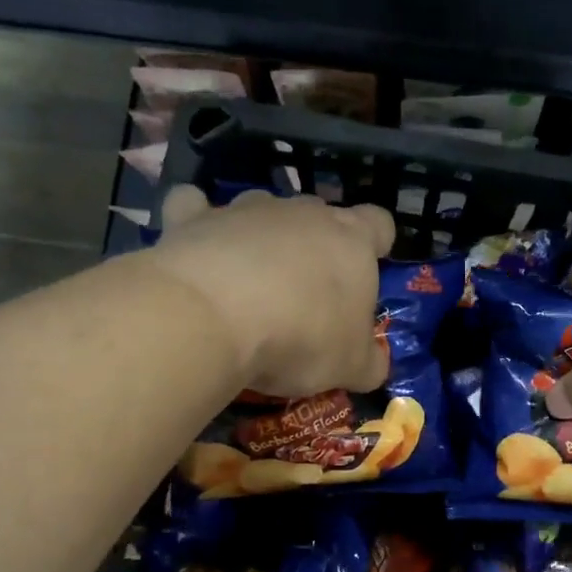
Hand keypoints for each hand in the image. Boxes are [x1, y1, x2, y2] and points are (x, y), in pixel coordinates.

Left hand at [149, 186, 395, 397]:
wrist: (215, 318)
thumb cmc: (302, 337)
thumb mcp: (350, 366)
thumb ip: (369, 362)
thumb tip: (375, 366)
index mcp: (352, 240)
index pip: (378, 222)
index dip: (375, 241)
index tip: (366, 267)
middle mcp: (302, 213)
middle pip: (318, 215)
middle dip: (315, 244)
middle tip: (307, 291)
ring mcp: (246, 211)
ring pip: (262, 210)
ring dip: (260, 236)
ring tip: (249, 279)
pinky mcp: (193, 218)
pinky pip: (193, 206)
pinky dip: (196, 221)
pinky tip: (194, 246)